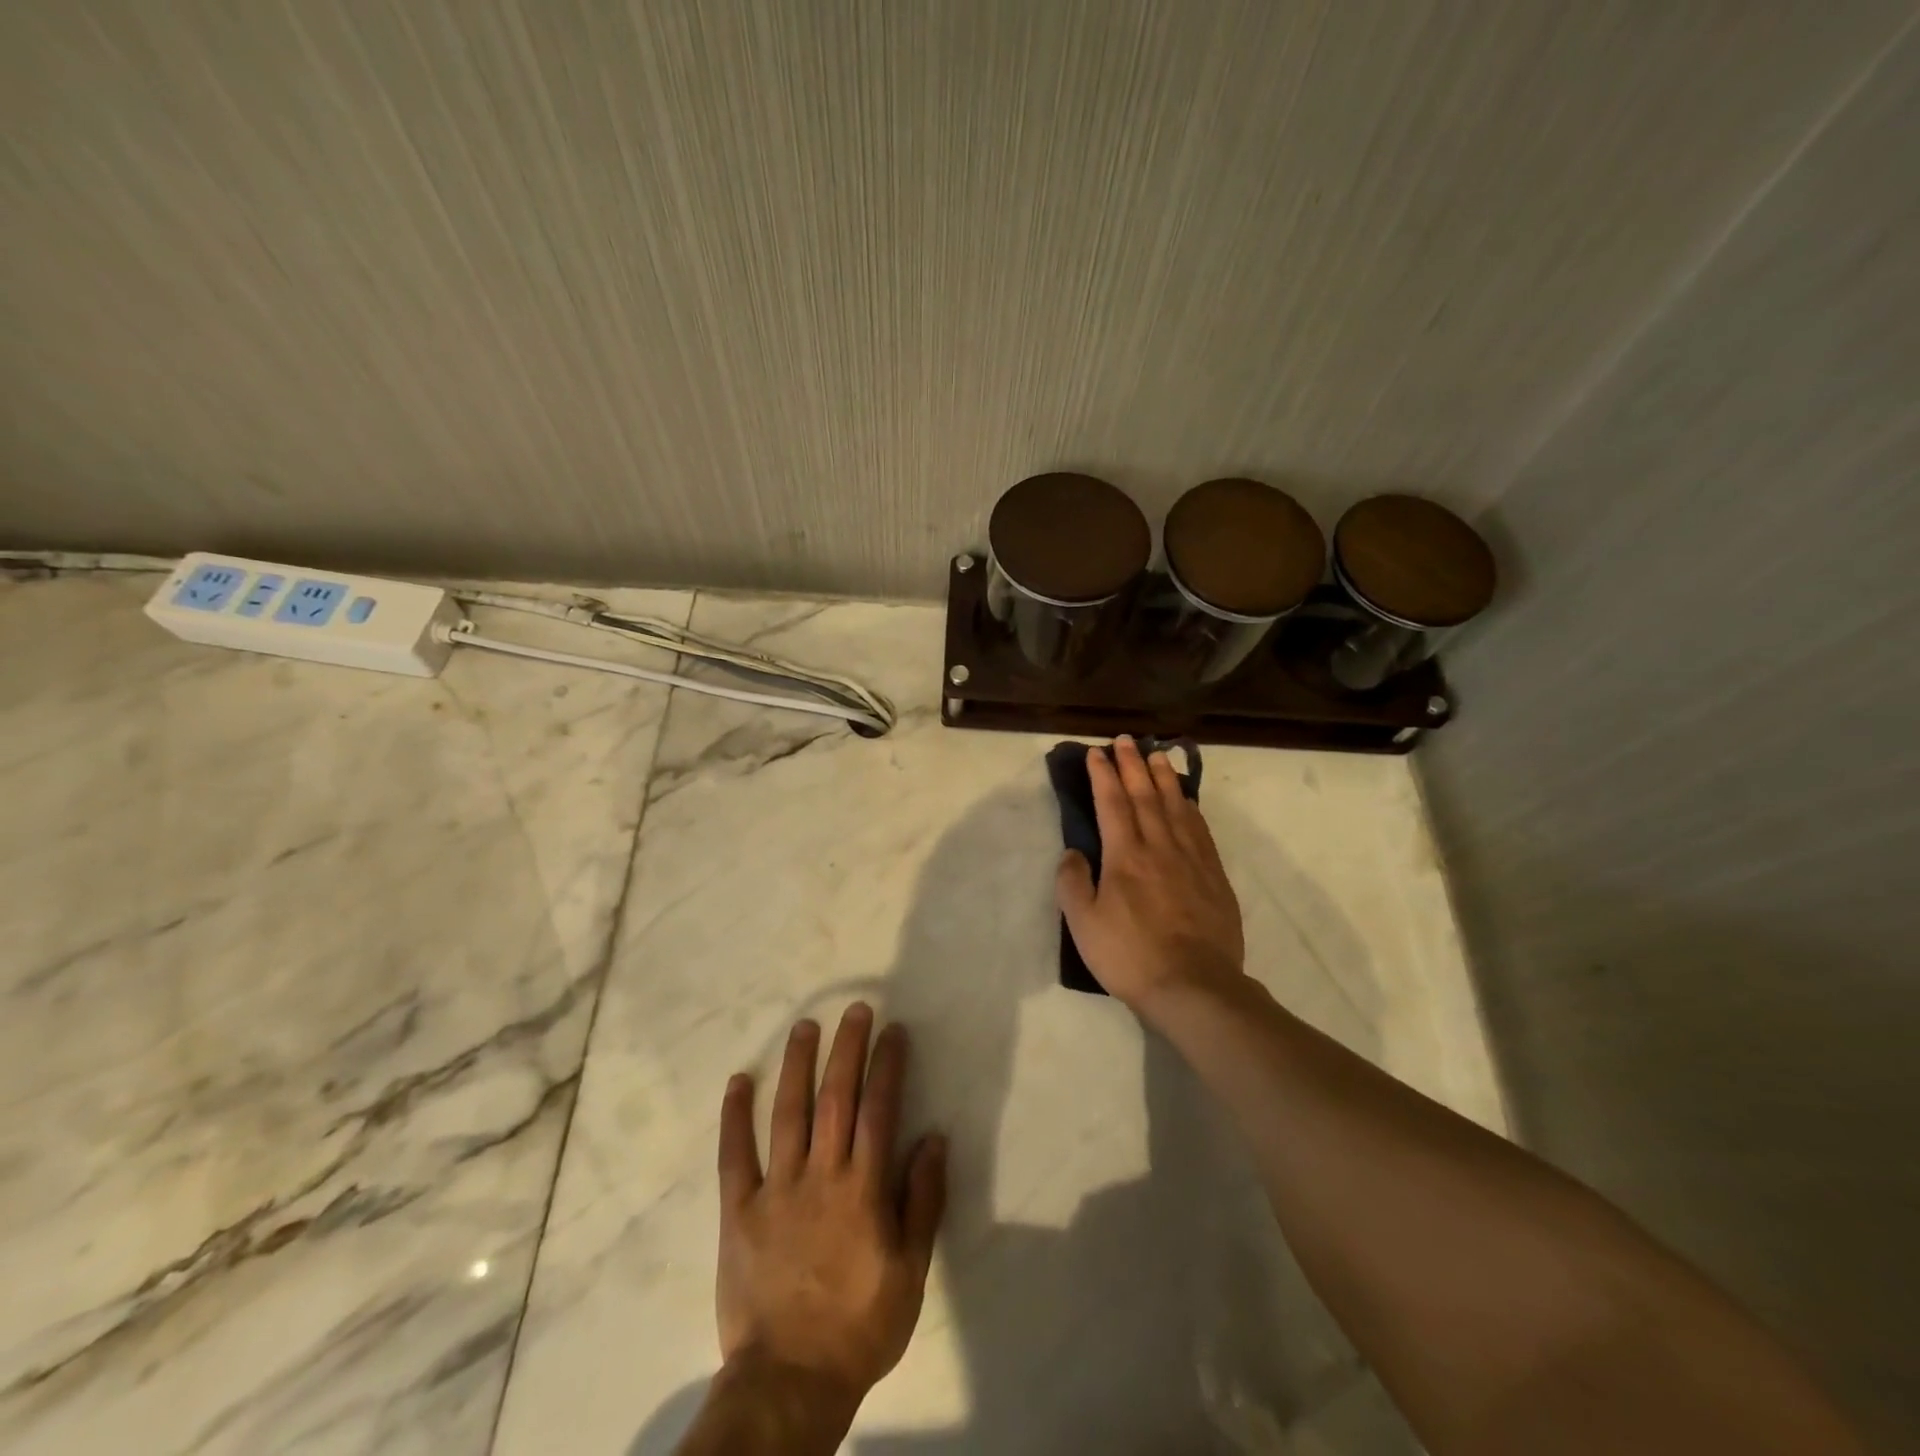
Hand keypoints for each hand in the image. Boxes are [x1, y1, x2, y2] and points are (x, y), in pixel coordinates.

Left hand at [715, 1003, 947, 1418]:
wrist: (789, 1381)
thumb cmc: (860, 1325)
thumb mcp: (911, 1271)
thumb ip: (923, 1200)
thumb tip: (934, 1138)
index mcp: (864, 1188)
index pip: (880, 1109)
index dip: (888, 1065)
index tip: (894, 1030)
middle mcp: (821, 1175)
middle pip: (836, 1098)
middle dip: (848, 1048)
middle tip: (856, 1010)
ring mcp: (777, 1189)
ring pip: (788, 1113)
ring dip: (797, 1065)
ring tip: (805, 1026)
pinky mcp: (739, 1210)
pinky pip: (735, 1155)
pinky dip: (735, 1116)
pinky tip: (739, 1080)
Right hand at [1055, 736, 1245, 1020]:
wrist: (1194, 986)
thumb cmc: (1131, 956)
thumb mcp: (1084, 925)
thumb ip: (1073, 884)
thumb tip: (1073, 852)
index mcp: (1125, 856)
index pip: (1111, 804)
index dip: (1103, 775)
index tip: (1096, 753)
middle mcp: (1159, 847)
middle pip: (1145, 796)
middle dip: (1132, 765)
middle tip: (1126, 740)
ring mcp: (1191, 859)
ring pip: (1176, 806)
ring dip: (1164, 777)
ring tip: (1157, 754)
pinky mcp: (1214, 875)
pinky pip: (1200, 829)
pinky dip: (1190, 807)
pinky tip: (1187, 799)